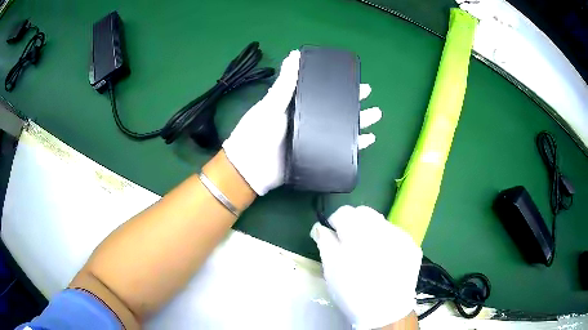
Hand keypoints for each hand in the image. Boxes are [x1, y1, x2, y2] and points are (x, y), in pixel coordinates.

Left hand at [222, 50, 381, 195]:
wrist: (250, 169)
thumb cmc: (256, 133)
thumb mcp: (270, 105)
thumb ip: (284, 84)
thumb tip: (294, 55)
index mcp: (297, 105)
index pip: (322, 91)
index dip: (338, 85)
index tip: (353, 78)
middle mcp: (308, 120)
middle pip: (336, 109)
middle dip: (354, 102)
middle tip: (370, 95)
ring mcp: (314, 139)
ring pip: (342, 128)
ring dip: (360, 122)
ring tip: (376, 115)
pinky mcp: (317, 156)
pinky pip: (341, 150)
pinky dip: (355, 146)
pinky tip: (369, 140)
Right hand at [310, 206, 422, 329]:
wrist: (386, 312)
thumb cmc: (352, 292)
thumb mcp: (331, 269)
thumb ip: (325, 242)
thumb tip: (320, 226)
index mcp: (358, 233)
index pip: (344, 212)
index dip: (335, 222)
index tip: (334, 236)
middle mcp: (383, 229)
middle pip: (364, 212)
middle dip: (354, 223)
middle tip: (350, 243)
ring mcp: (401, 236)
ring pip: (380, 222)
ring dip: (371, 231)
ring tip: (369, 252)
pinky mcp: (412, 245)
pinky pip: (395, 234)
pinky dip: (386, 240)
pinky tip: (384, 259)